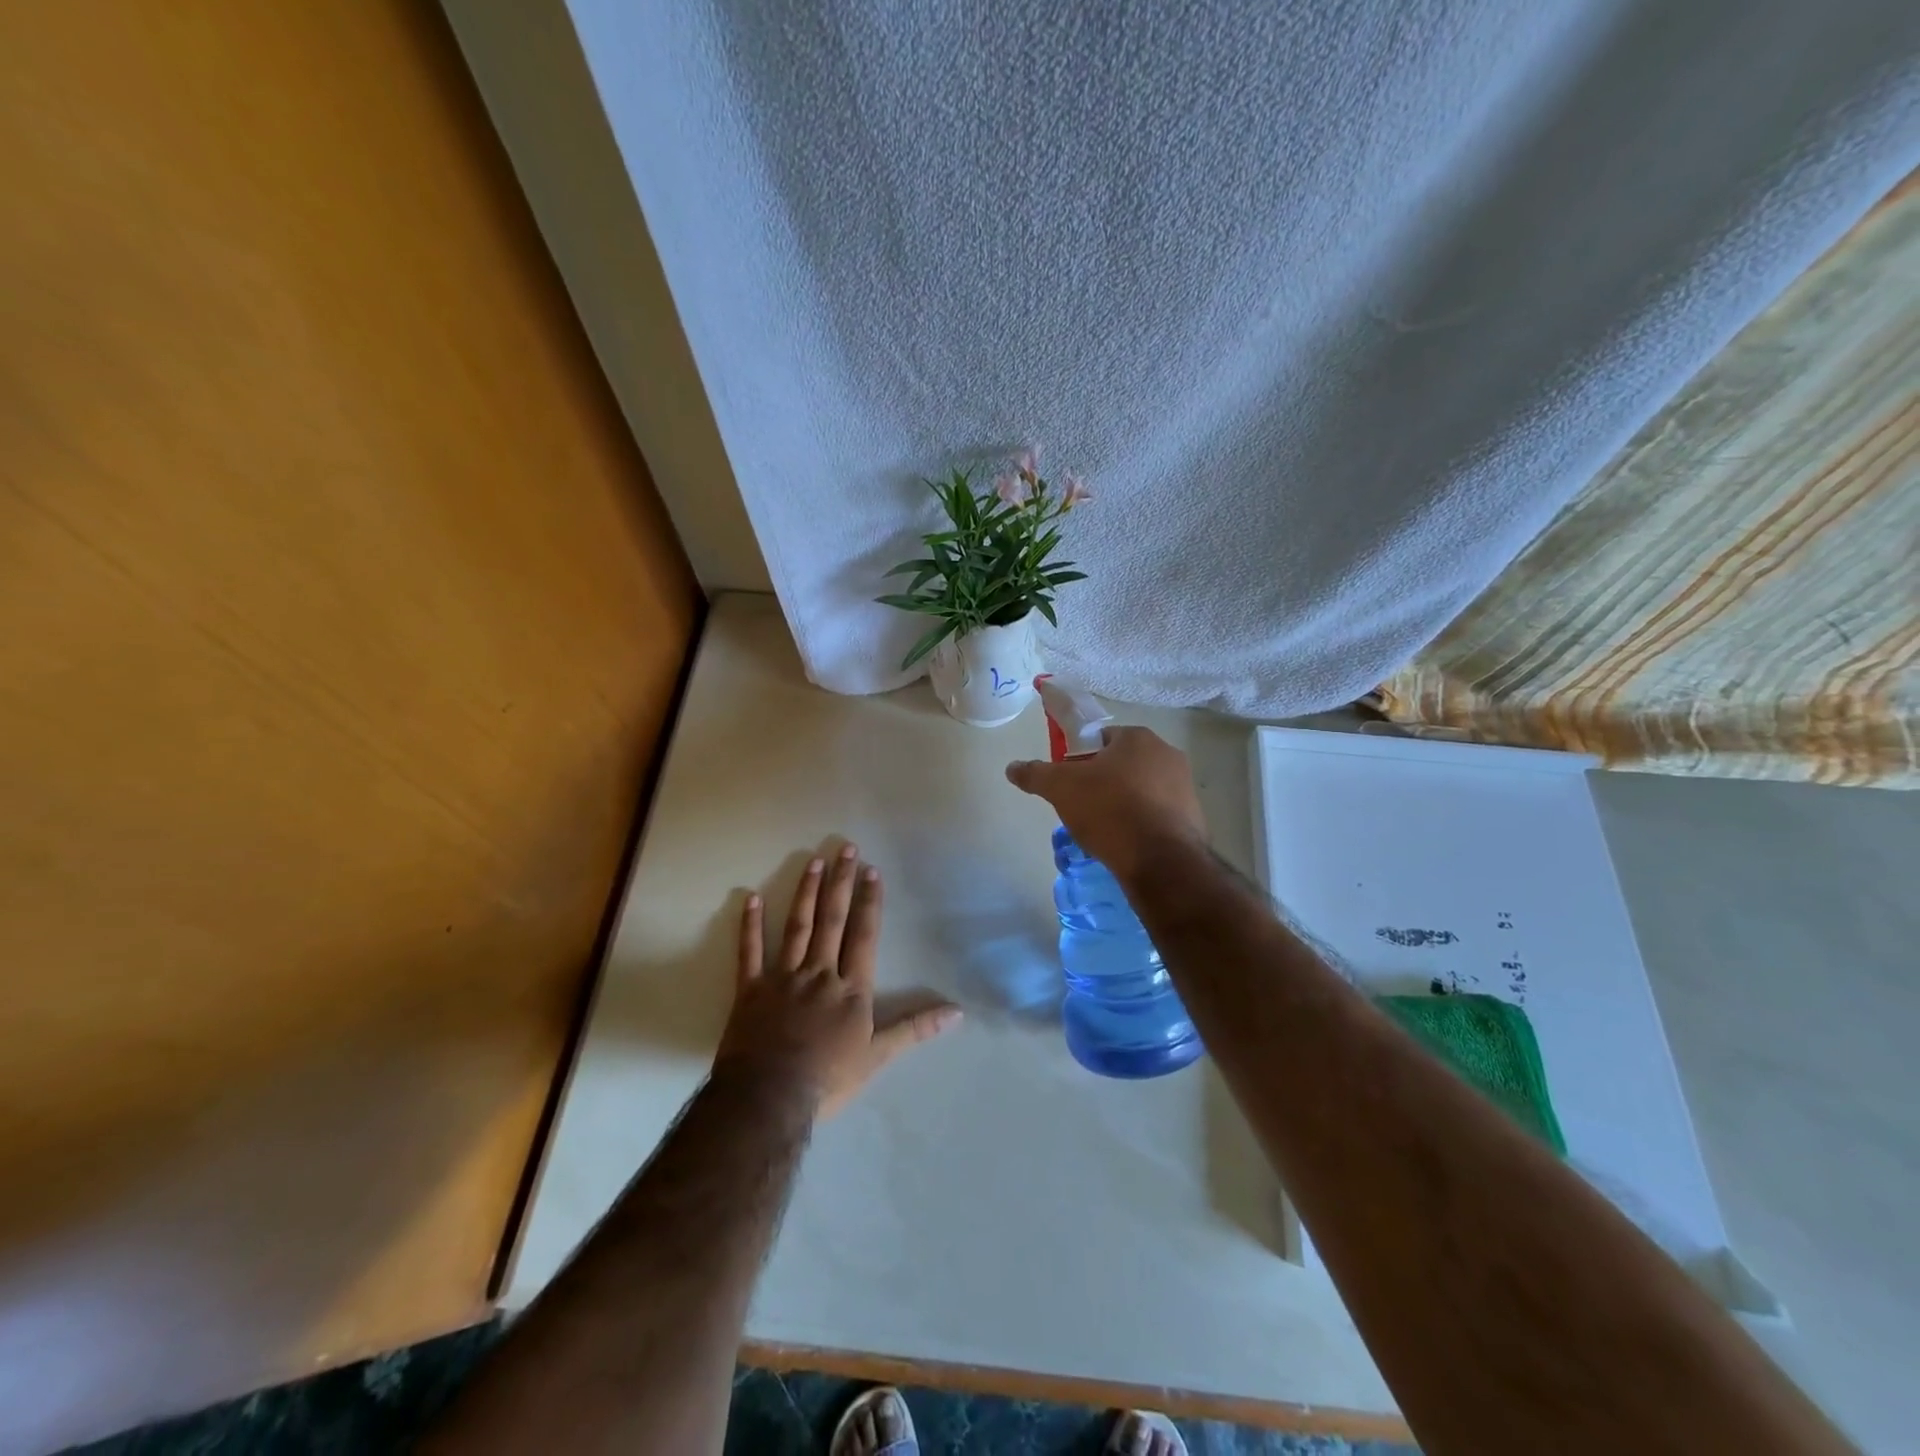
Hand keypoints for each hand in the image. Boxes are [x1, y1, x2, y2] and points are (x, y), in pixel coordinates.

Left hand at [715, 843, 961, 1118]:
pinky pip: (749, 952)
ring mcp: (782, 978)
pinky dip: (749, 925)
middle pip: (832, 920)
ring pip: (797, 927)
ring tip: (813, 861)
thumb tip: (957, 1013)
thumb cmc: (827, 1080)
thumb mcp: (877, 1057)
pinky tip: (750, 898)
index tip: (871, 871)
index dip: (869, 902)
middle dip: (841, 883)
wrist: (769, 1100)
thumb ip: (915, 1029)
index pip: (863, 935)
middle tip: (845, 848)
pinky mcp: (749, 990)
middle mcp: (819, 973)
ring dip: (806, 893)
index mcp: (850, 988)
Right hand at [1005, 727, 1207, 881]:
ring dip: (1123, 803)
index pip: (1101, 739)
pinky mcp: (1193, 818)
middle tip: (1082, 807)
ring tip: (1104, 830)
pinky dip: (1142, 824)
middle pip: (1123, 764)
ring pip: (1142, 790)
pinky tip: (1127, 844)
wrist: (1160, 860)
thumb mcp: (1061, 789)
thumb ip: (1035, 774)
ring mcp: (1185, 787)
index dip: (1080, 759)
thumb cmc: (1109, 810)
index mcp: (1138, 738)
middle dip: (1103, 782)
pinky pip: (1158, 815)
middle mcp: (1167, 754)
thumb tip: (1012, 767)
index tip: (1069, 782)